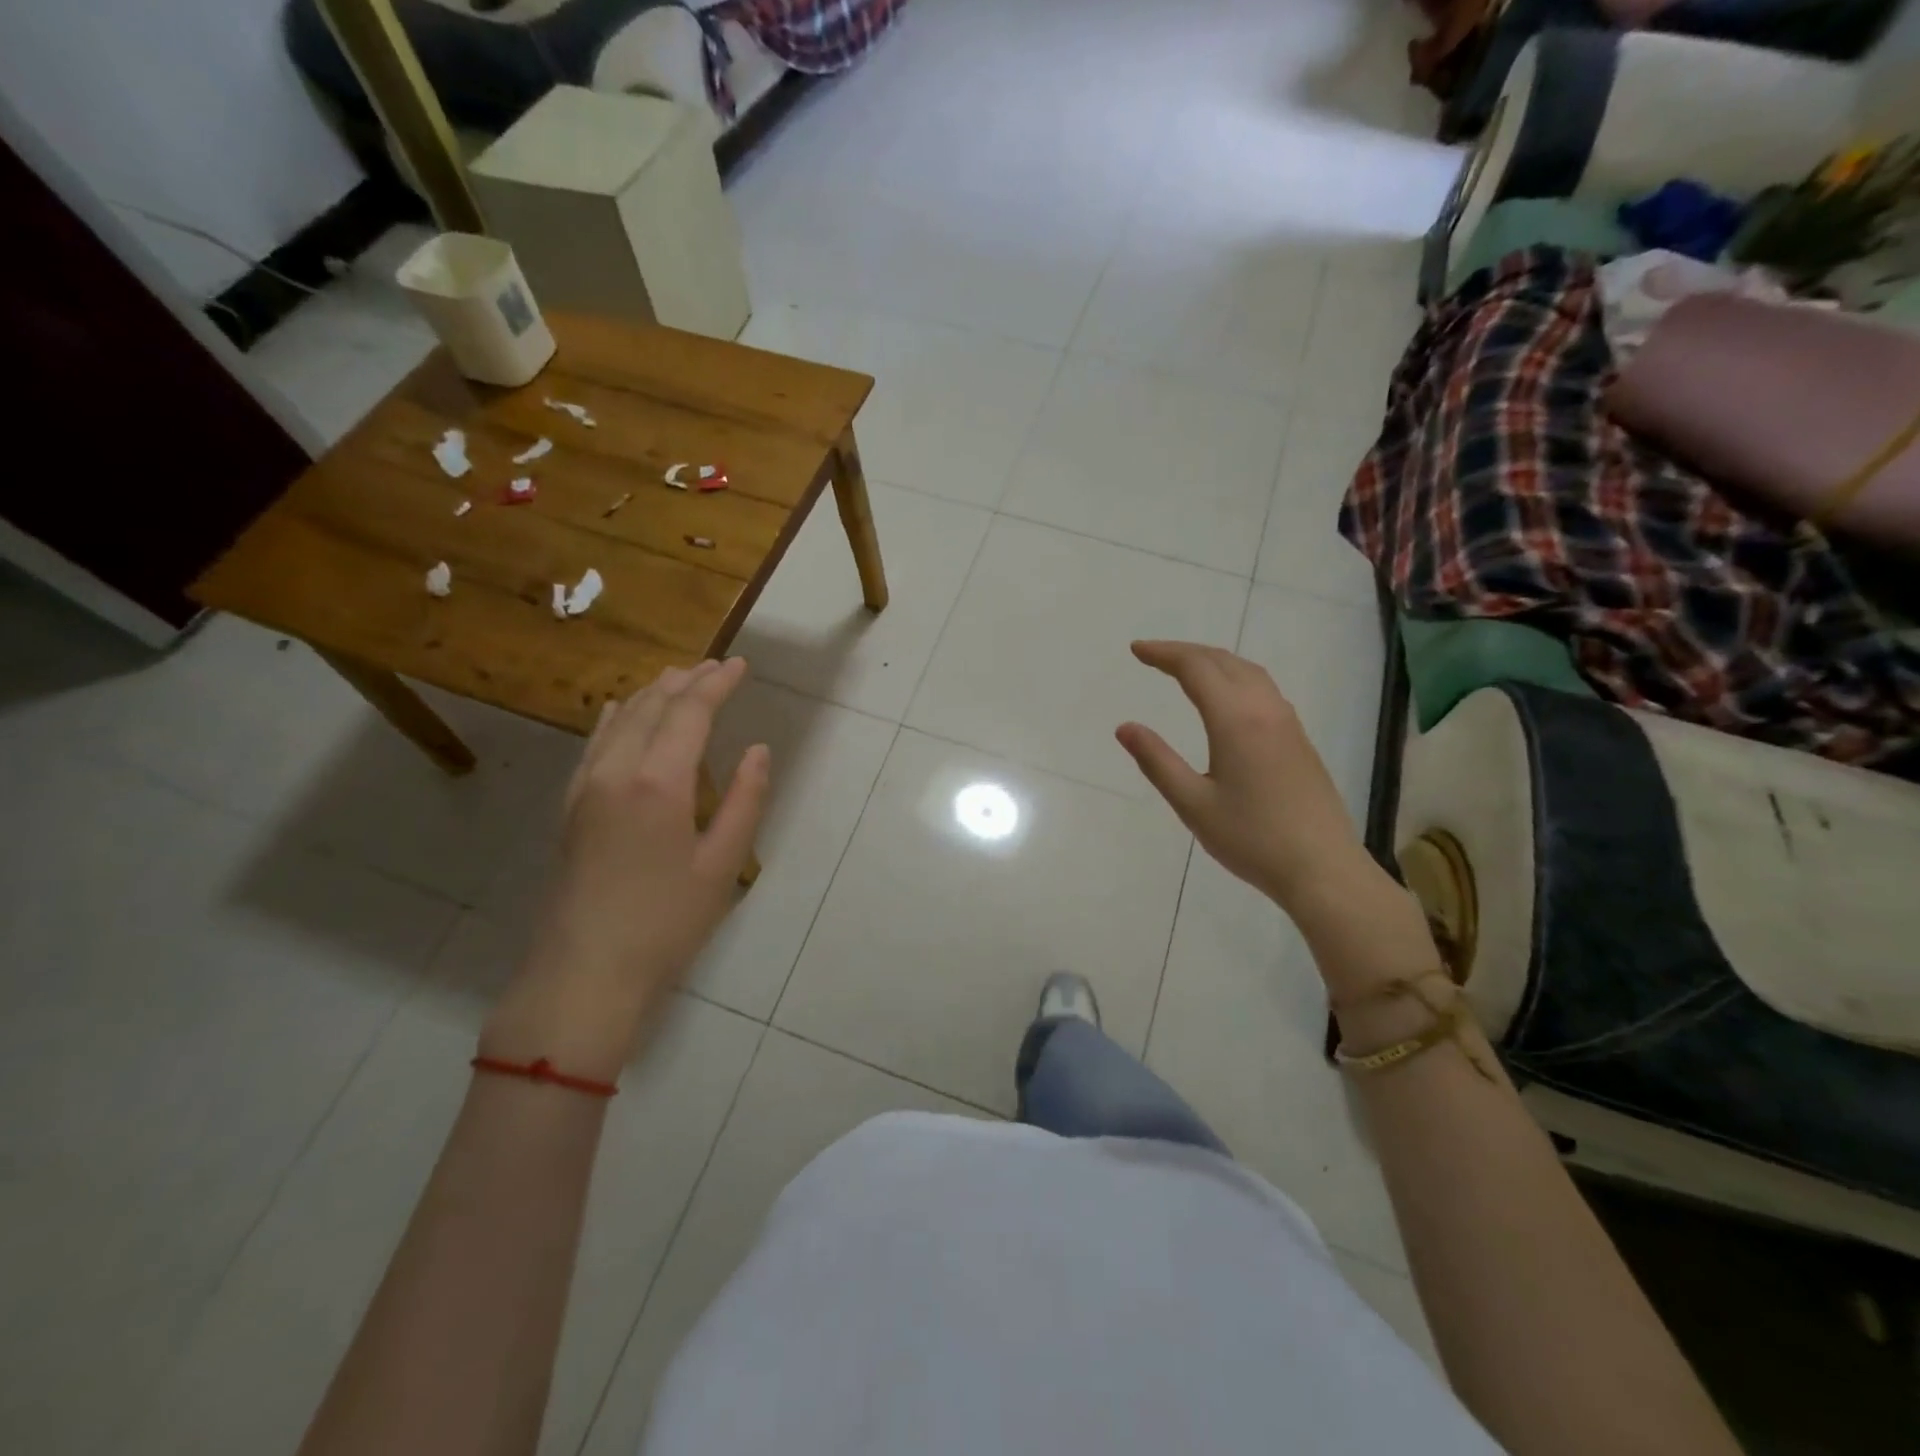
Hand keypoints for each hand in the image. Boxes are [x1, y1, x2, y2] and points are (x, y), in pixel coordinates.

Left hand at [482, 659, 769, 1079]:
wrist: (585, 971)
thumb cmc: (666, 922)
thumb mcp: (723, 864)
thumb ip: (746, 800)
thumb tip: (758, 751)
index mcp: (659, 782)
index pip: (689, 712)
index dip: (717, 683)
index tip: (740, 665)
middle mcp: (616, 771)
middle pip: (652, 706)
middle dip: (686, 680)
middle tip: (716, 666)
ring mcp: (586, 787)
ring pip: (618, 719)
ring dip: (652, 693)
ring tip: (678, 678)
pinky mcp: (571, 807)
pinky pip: (593, 744)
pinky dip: (614, 718)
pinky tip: (619, 711)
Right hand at [1116, 641, 1379, 916]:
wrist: (1322, 869)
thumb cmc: (1251, 839)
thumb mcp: (1193, 804)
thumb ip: (1157, 761)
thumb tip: (1125, 727)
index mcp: (1236, 720)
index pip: (1196, 669)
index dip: (1164, 654)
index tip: (1136, 651)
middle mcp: (1265, 710)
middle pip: (1224, 662)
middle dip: (1186, 652)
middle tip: (1154, 655)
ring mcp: (1288, 724)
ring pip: (1249, 672)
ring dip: (1214, 661)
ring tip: (1186, 668)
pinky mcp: (1299, 740)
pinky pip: (1264, 689)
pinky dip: (1236, 677)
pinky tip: (1227, 698)